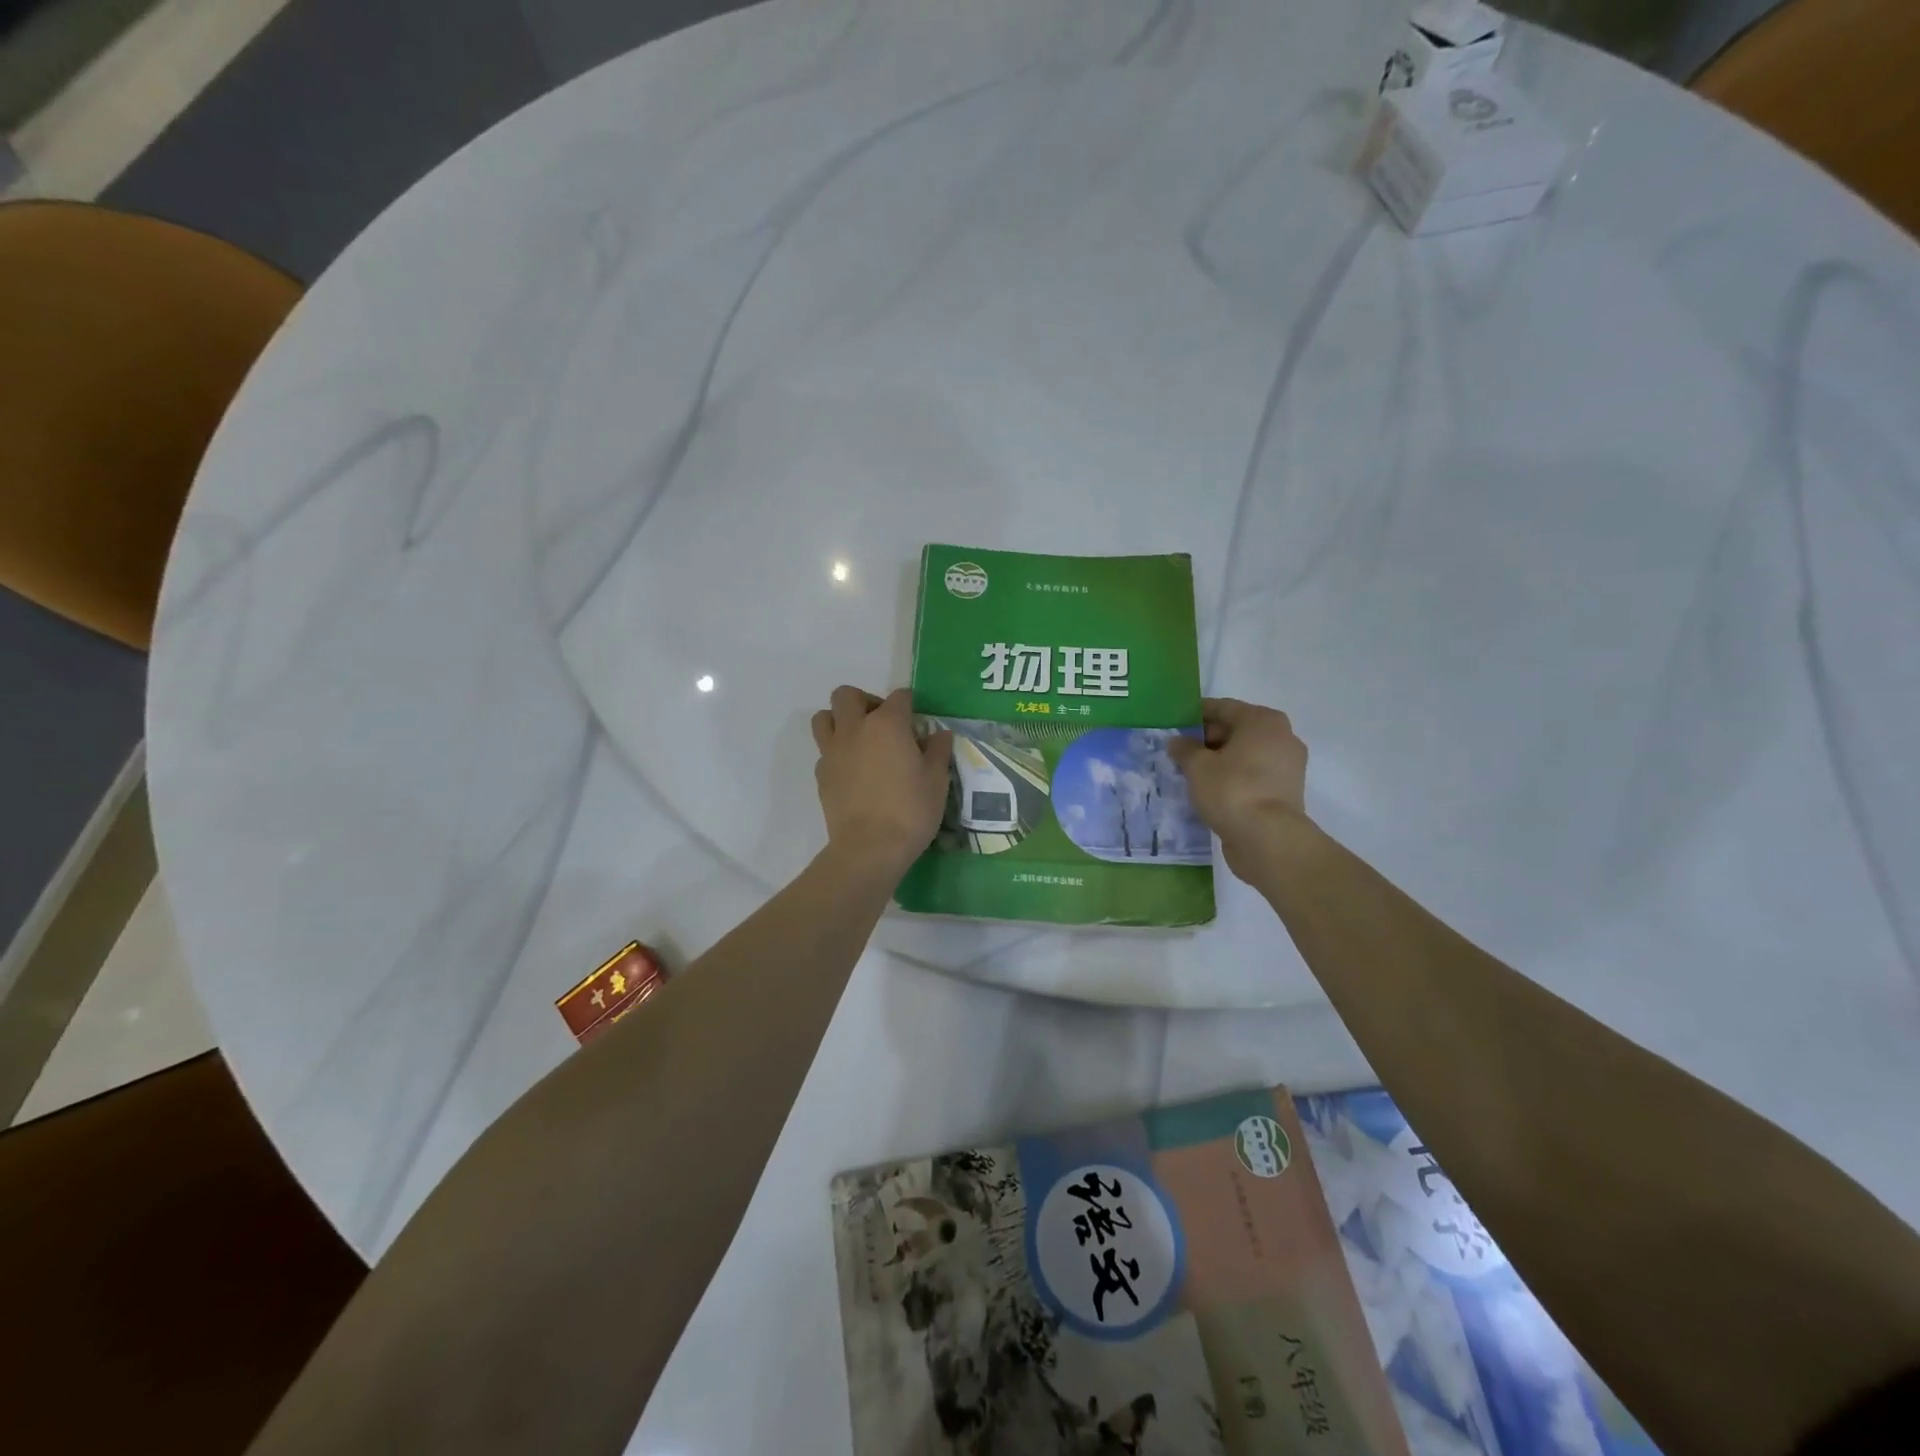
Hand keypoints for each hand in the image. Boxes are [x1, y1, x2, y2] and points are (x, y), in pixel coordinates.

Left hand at [810, 687, 953, 877]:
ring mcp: (833, 751)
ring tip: (859, 740)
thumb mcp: (937, 780)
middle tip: (882, 724)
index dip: (910, 705)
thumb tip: (939, 733)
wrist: (870, 848)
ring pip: (824, 717)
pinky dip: (837, 752)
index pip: (899, 697)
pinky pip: (824, 750)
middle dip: (865, 701)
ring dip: (840, 720)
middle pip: (847, 695)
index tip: (917, 723)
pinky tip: (853, 771)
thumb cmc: (910, 810)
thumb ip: (938, 751)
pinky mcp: (821, 774)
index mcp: (887, 724)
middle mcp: (855, 729)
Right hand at [1168, 698, 1310, 877]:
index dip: (1196, 714)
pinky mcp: (1285, 791)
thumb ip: (1184, 749)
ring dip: (1220, 760)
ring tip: (1191, 772)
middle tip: (1179, 751)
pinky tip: (1210, 789)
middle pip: (1237, 730)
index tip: (1174, 723)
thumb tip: (1177, 741)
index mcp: (1263, 721)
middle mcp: (1281, 737)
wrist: (1268, 839)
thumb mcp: (1198, 766)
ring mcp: (1287, 766)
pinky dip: (1233, 777)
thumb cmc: (1232, 790)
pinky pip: (1253, 775)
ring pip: (1245, 754)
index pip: (1223, 707)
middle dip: (1207, 739)